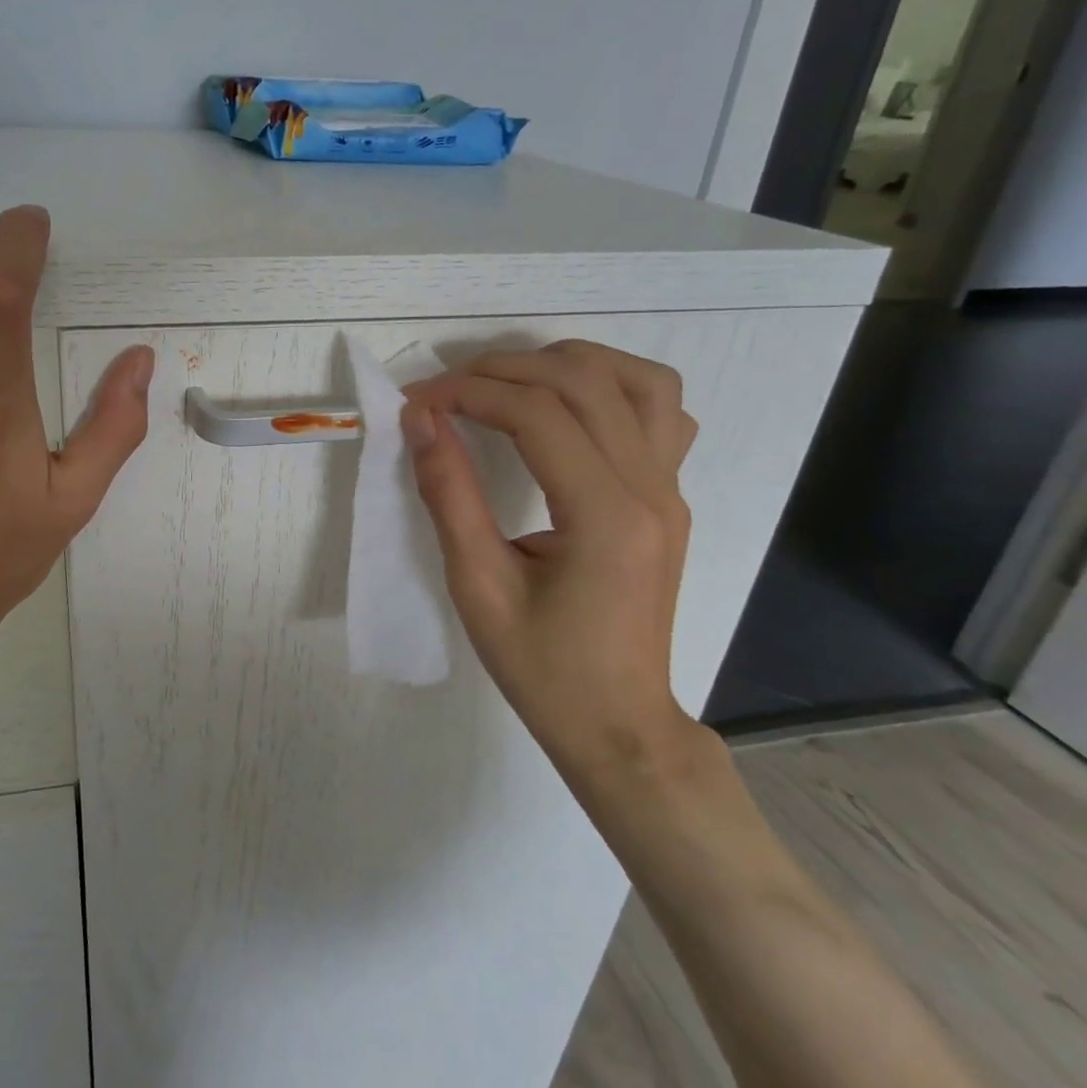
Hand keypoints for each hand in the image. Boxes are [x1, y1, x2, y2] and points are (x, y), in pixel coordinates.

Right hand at [400, 341, 702, 789]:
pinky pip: (660, 412)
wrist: (619, 723)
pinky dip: (612, 388)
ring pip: (638, 380)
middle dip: (504, 369)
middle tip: (447, 390)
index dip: (469, 393)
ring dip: (566, 363)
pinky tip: (569, 410)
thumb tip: (420, 421)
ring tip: (508, 382)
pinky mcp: (669, 497)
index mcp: (604, 516)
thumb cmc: (542, 667)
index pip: (537, 413)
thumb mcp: (477, 586)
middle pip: (584, 381)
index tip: (417, 403)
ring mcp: (670, 490)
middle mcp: (650, 489)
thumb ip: (449, 494)